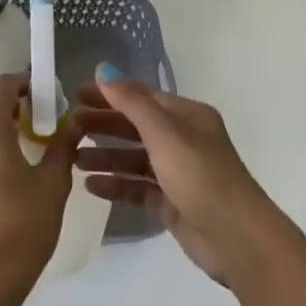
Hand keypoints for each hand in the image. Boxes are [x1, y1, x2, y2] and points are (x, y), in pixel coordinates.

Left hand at [0, 74, 80, 300]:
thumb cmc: (21, 226)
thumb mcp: (53, 184)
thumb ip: (63, 148)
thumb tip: (74, 125)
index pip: (1, 85)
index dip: (25, 83)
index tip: (47, 94)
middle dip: (8, 101)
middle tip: (37, 116)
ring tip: (25, 139)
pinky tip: (8, 162)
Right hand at [72, 65, 279, 285]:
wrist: (235, 237)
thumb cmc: (200, 175)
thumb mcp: (164, 133)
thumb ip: (131, 102)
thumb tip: (103, 69)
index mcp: (188, 117)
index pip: (143, 97)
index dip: (110, 94)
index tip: (76, 95)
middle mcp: (184, 140)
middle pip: (136, 127)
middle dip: (104, 125)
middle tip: (69, 126)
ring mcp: (178, 173)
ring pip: (135, 159)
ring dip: (106, 157)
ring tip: (74, 160)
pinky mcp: (172, 203)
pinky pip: (138, 188)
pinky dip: (116, 185)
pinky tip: (91, 186)